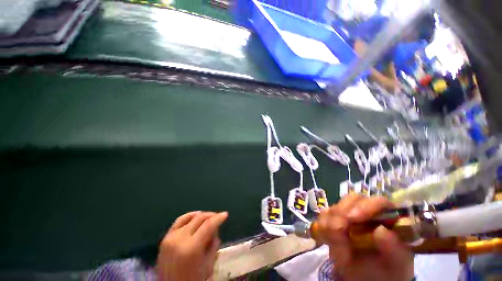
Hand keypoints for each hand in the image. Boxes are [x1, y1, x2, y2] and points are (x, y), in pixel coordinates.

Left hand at [156, 211, 227, 280]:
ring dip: (201, 215)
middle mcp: (180, 239)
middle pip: (199, 218)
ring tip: (208, 217)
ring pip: (189, 217)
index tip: (225, 215)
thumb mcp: (208, 265)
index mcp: (192, 248)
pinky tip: (195, 216)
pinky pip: (178, 221)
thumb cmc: (193, 280)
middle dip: (211, 215)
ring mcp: (170, 238)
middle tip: (218, 217)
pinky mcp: (165, 239)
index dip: (218, 218)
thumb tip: (215, 230)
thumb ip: (213, 244)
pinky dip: (189, 216)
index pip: (208, 225)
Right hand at [318, 195, 413, 280]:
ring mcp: (348, 214)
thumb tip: (382, 231)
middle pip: (352, 200)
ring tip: (337, 246)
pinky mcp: (334, 219)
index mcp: (388, 219)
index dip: (365, 206)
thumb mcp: (396, 265)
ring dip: (330, 224)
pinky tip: (328, 241)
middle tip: (339, 230)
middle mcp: (367, 212)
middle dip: (342, 213)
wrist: (365, 280)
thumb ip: (394, 250)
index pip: (379, 202)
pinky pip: (323, 216)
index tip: (352, 219)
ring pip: (334, 207)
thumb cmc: (386, 272)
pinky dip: (323, 228)